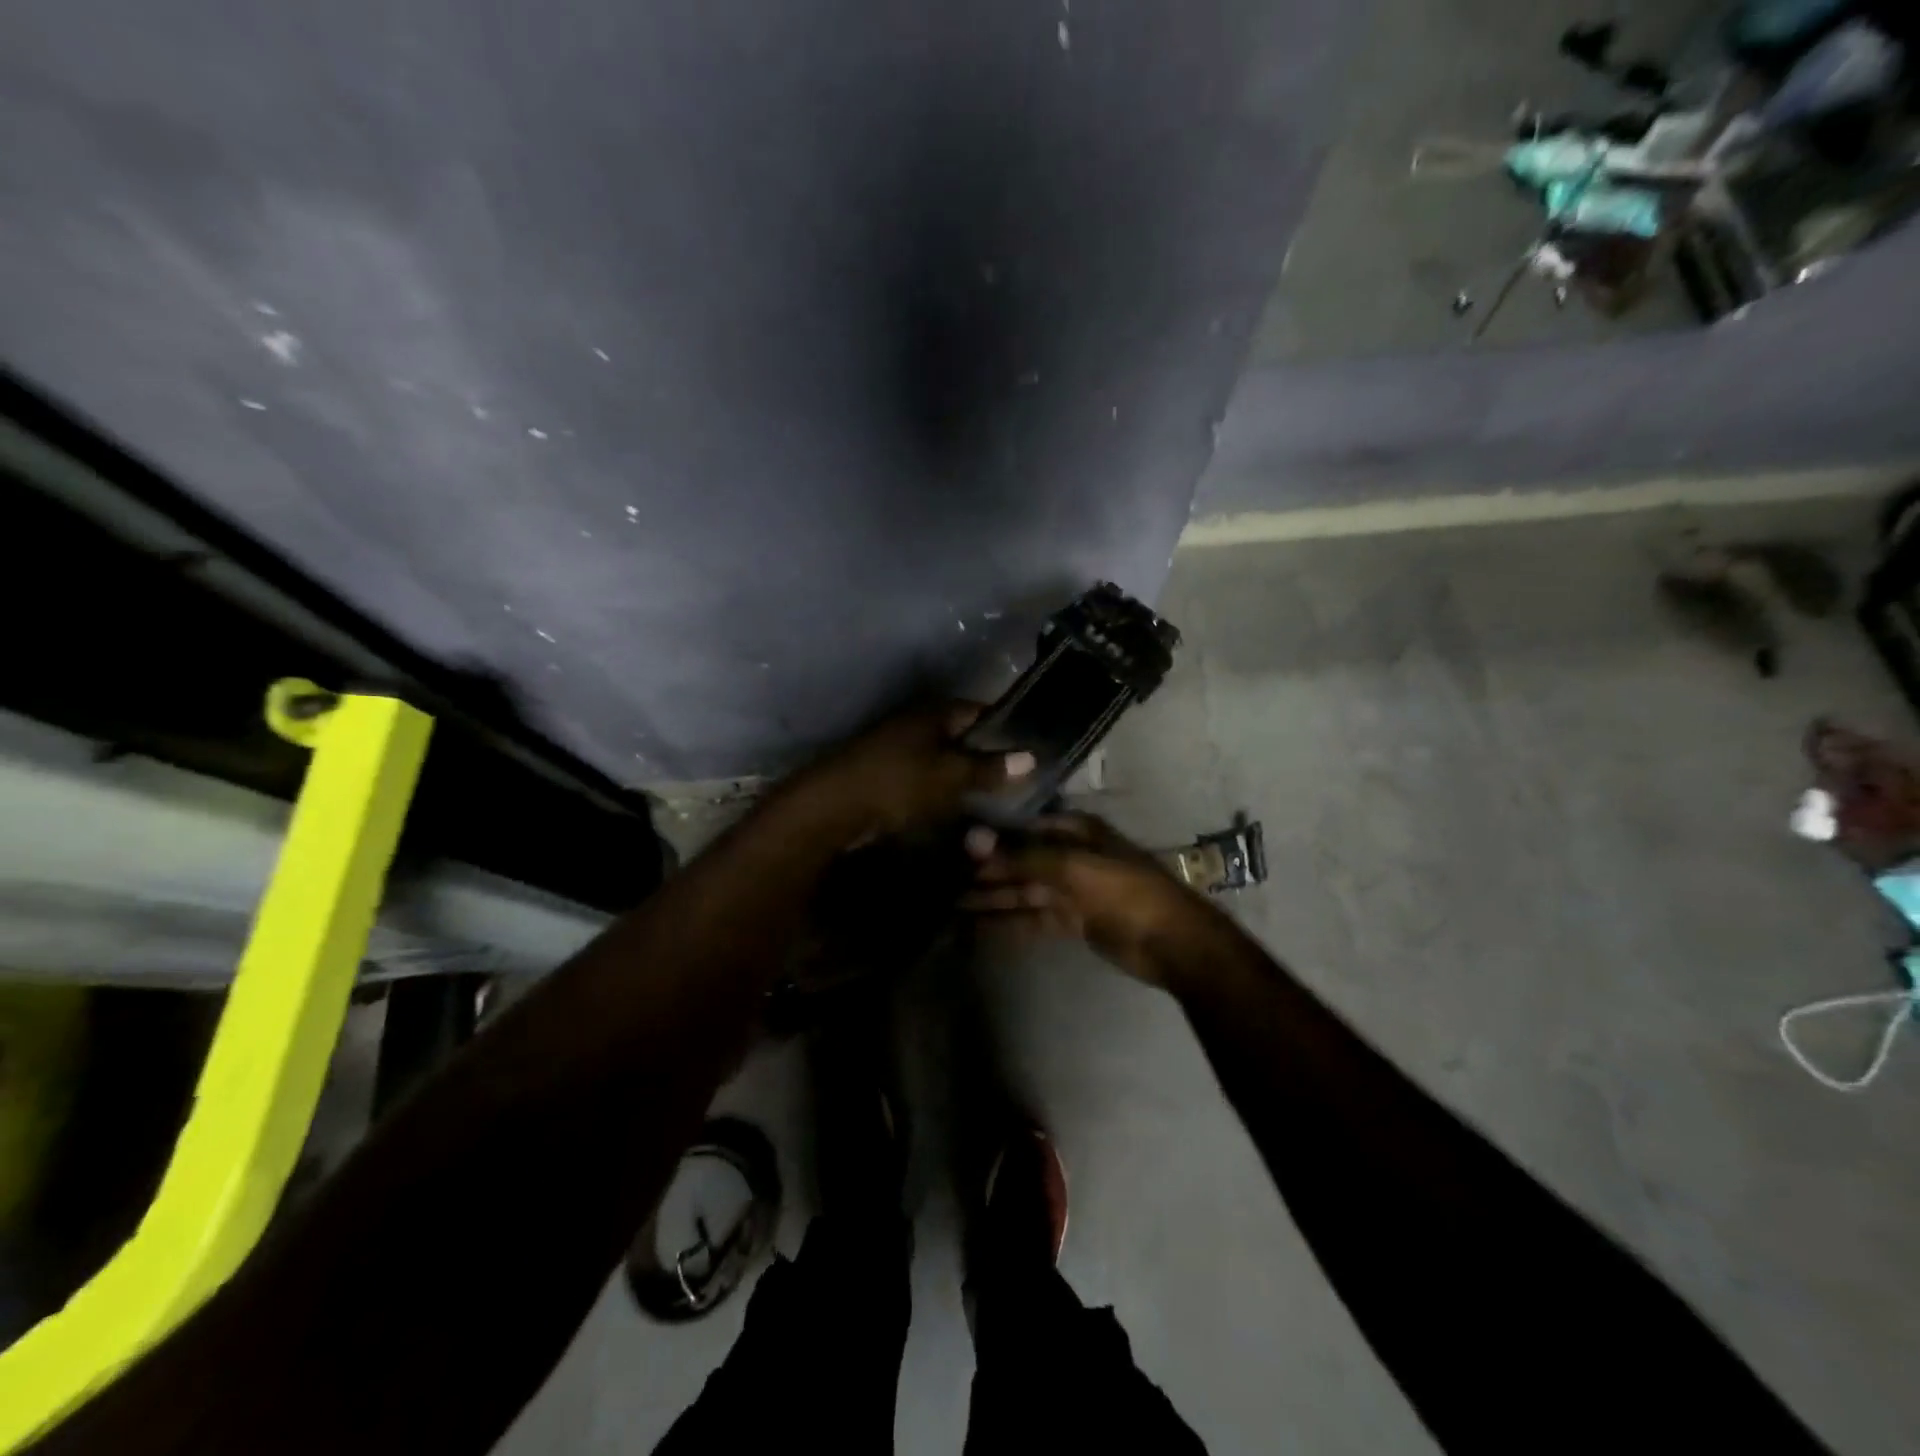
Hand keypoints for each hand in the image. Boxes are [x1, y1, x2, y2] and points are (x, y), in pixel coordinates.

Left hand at [795, 702, 1035, 842]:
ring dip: (963, 775)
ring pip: (943, 758)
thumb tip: (1032, 756)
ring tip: (994, 798)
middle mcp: (916, 722)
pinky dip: (942, 790)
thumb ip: (990, 767)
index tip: (1030, 749)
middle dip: (986, 755)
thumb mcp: (951, 775)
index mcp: (934, 712)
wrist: (834, 807)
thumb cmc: (898, 782)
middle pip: (961, 735)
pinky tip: (957, 809)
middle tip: (1017, 780)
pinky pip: (925, 777)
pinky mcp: (886, 774)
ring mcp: (898, 747)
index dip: (1005, 727)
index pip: (979, 711)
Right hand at [963, 814, 1215, 985]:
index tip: (951, 845)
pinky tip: (975, 927)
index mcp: (1075, 830)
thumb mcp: (1072, 867)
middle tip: (939, 879)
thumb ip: (1021, 856)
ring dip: (989, 898)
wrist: (1172, 942)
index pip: (1022, 828)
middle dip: (984, 871)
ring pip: (1022, 891)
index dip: (989, 837)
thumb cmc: (1125, 891)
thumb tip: (970, 838)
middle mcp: (1070, 854)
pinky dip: (1006, 922)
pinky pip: (1032, 918)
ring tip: (947, 904)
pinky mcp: (1072, 920)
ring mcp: (1071, 889)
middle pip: (1019, 861)